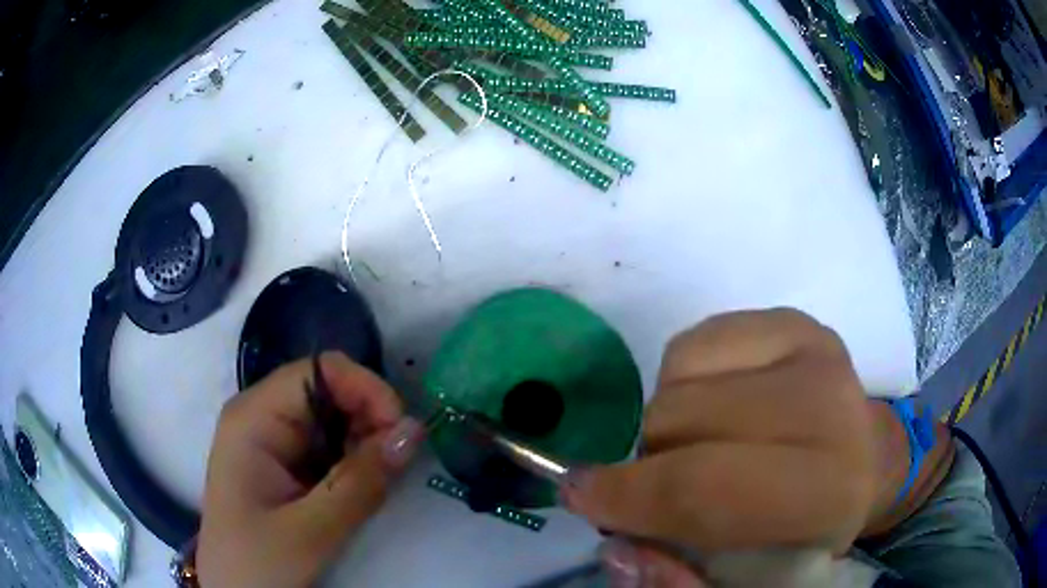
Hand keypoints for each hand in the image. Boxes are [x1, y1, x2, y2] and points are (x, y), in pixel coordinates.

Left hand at [197, 352, 423, 587]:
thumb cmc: (258, 561)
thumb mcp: (312, 530)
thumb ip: (362, 481)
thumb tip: (414, 430)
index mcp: (254, 417)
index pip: (319, 371)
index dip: (365, 389)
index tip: (402, 431)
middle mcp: (262, 417)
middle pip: (329, 391)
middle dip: (369, 421)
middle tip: (393, 466)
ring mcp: (273, 441)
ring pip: (334, 420)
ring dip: (364, 445)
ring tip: (374, 484)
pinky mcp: (285, 464)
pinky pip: (329, 447)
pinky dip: (354, 463)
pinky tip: (358, 489)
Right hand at [563, 310, 876, 582]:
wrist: (858, 462)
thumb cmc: (804, 529)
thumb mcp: (746, 579)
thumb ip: (677, 578)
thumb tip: (616, 544)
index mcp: (826, 492)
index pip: (703, 489)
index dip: (627, 496)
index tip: (579, 497)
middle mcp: (828, 408)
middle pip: (678, 423)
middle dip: (646, 463)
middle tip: (660, 488)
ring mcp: (812, 349)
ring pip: (677, 380)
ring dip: (668, 424)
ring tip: (703, 447)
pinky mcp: (793, 320)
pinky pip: (693, 344)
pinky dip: (684, 381)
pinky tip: (718, 404)